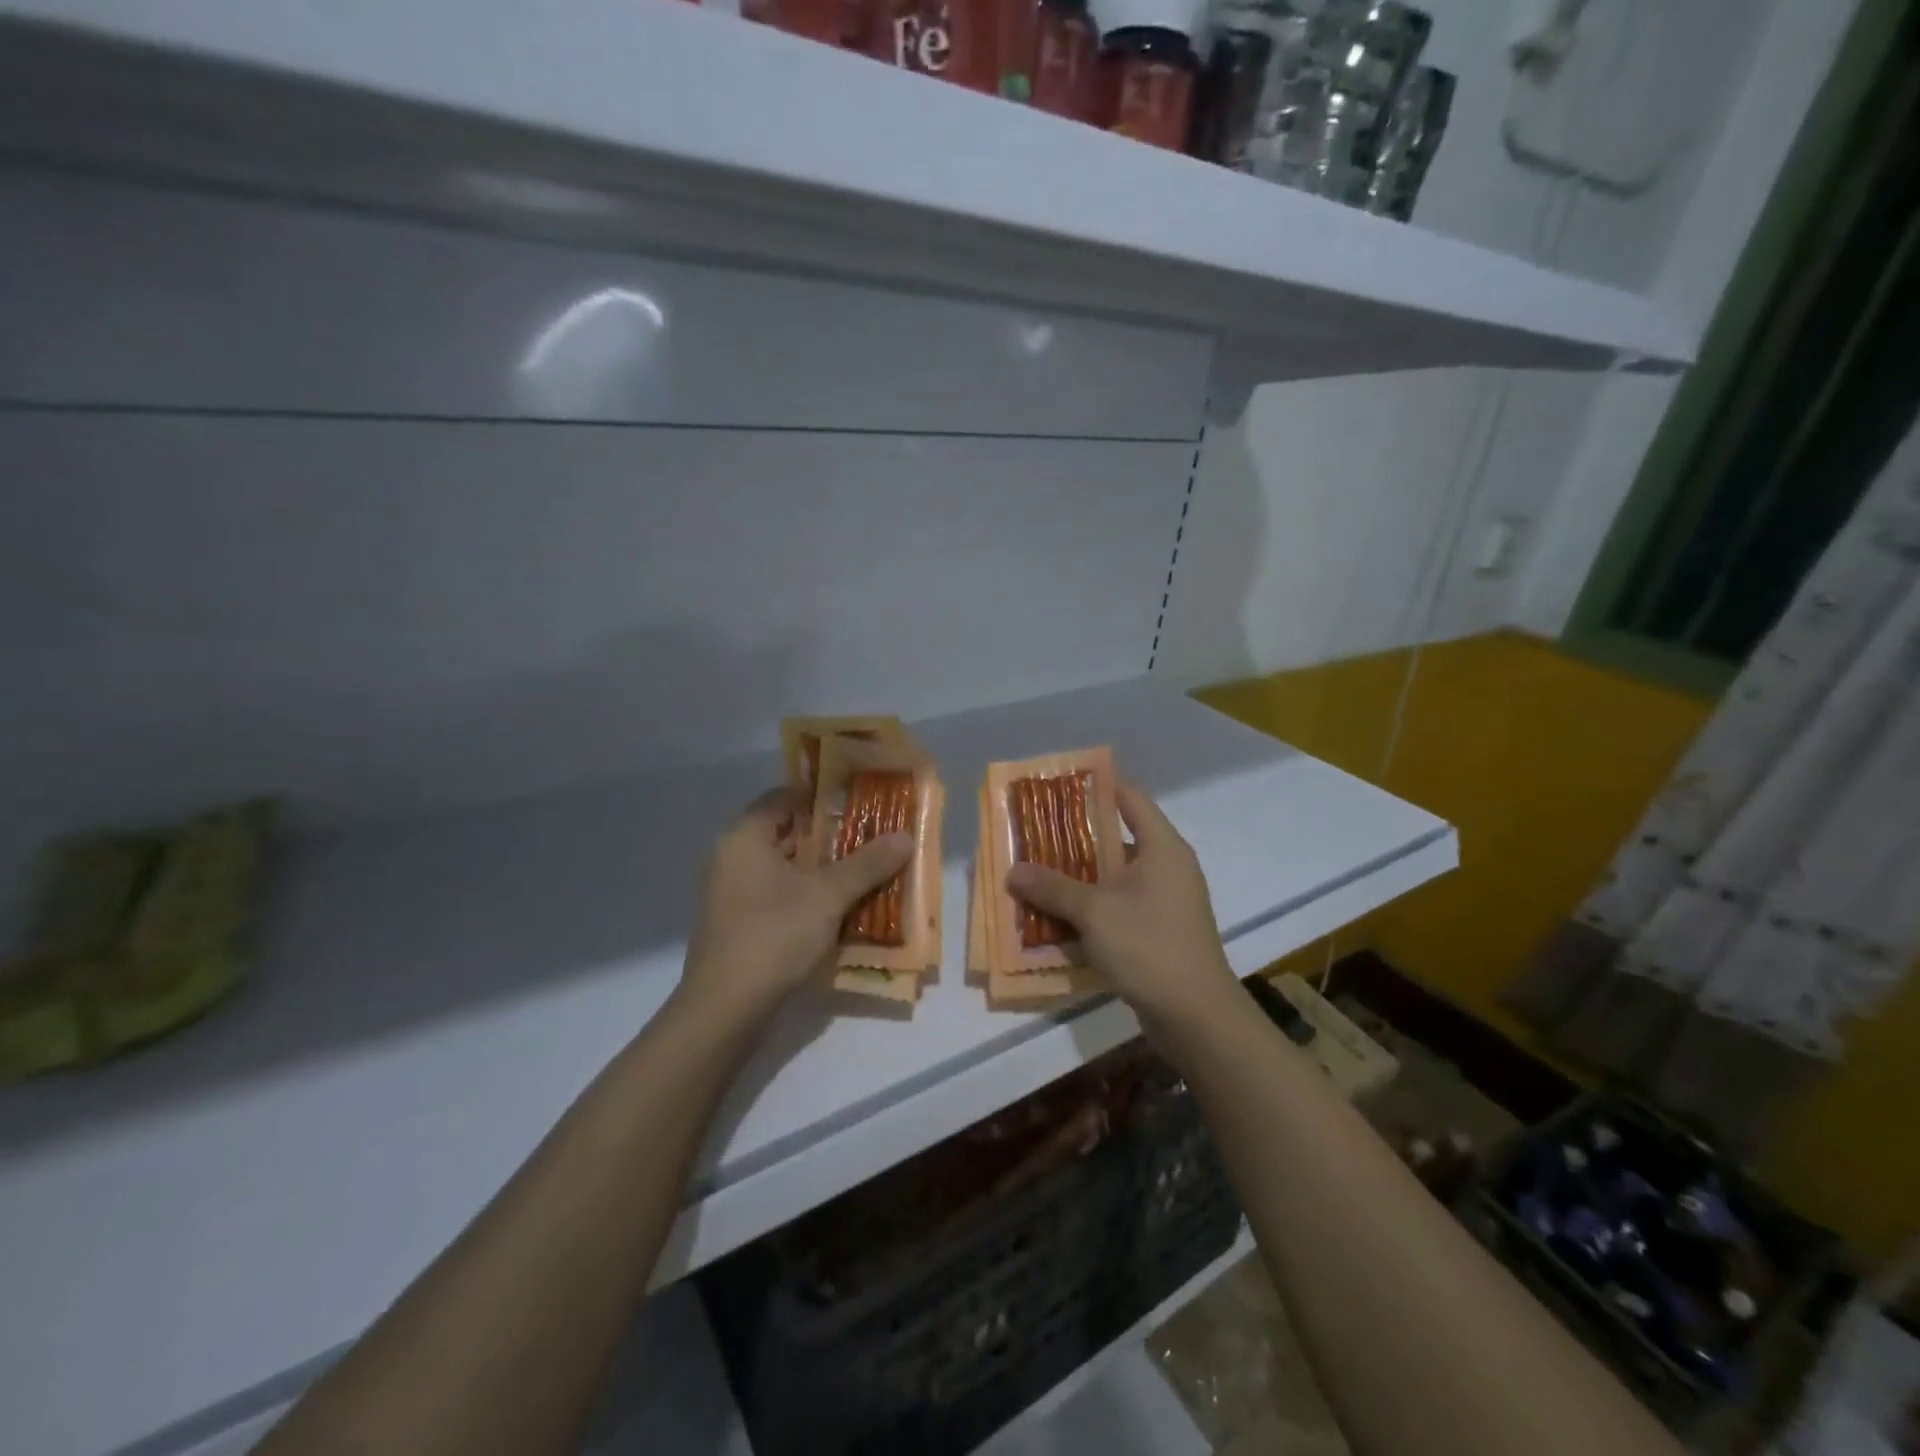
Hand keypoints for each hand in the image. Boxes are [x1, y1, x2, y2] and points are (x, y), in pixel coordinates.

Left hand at [680, 788, 913, 1018]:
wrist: (726, 1007)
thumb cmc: (774, 933)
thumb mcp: (829, 895)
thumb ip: (867, 863)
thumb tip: (905, 837)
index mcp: (745, 837)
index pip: (784, 798)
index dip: (821, 796)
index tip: (857, 801)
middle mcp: (731, 858)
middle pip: (785, 834)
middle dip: (828, 837)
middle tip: (869, 836)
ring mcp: (730, 894)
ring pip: (782, 869)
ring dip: (820, 870)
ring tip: (863, 872)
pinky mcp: (736, 924)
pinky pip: (776, 896)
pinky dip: (805, 896)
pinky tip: (837, 909)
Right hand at [1006, 782, 1237, 1023]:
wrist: (1196, 1016)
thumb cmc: (1149, 946)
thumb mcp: (1094, 912)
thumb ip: (1052, 887)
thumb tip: (1013, 870)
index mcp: (1161, 847)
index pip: (1129, 798)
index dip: (1096, 786)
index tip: (1058, 785)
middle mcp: (1166, 867)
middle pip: (1115, 839)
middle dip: (1072, 839)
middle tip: (1033, 835)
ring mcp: (1164, 901)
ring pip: (1113, 878)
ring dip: (1077, 879)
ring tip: (1036, 876)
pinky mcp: (1158, 931)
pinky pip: (1118, 908)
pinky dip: (1090, 909)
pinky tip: (1056, 918)